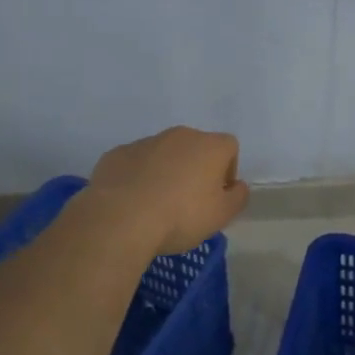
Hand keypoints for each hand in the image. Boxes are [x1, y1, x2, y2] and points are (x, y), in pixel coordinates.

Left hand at [89, 127, 249, 254]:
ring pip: (164, 154)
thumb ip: (237, 197)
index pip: (229, 147)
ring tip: (157, 204)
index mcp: (209, 146)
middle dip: (195, 168)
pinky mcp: (117, 154)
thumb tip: (237, 186)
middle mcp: (179, 136)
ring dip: (166, 172)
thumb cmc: (180, 216)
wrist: (120, 218)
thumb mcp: (221, 216)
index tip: (217, 195)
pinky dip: (138, 177)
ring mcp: (145, 142)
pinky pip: (135, 163)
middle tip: (189, 201)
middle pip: (195, 147)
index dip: (227, 170)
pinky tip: (133, 202)